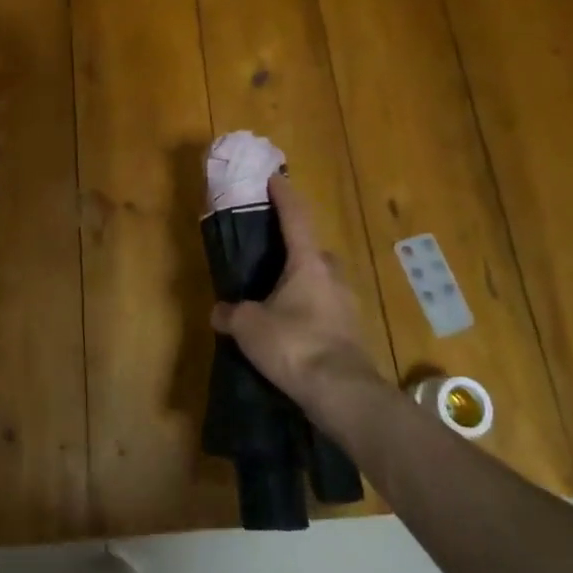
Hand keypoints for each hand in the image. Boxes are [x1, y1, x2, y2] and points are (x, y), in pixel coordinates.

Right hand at [211, 175, 381, 408]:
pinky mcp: (352, 332)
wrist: (342, 393)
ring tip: (276, 298)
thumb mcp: (249, 326)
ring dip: (302, 284)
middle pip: (313, 251)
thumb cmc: (294, 344)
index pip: (296, 217)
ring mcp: (347, 304)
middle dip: (294, 249)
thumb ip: (232, 313)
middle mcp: (333, 275)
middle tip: (270, 257)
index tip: (275, 179)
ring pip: (321, 282)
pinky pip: (325, 309)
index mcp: (309, 263)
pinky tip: (291, 329)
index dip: (284, 196)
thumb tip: (220, 311)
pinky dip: (308, 311)